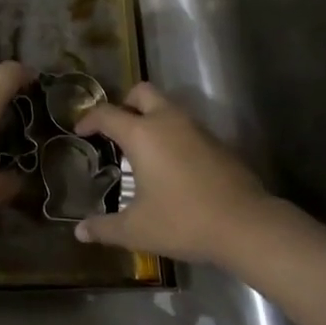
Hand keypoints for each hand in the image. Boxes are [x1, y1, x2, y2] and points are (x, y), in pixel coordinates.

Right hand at [73, 83, 274, 264]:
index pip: (107, 113)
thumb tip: (79, 232)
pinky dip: (173, 135)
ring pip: (167, 108)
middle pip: (142, 92)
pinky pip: (186, 127)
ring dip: (151, 119)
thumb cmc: (184, 221)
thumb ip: (105, 228)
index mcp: (142, 134)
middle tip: (116, 129)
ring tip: (142, 150)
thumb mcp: (138, 230)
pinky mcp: (217, 142)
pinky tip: (171, 166)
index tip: (80, 131)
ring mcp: (196, 129)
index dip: (89, 119)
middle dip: (125, 103)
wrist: (246, 225)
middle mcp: (168, 121)